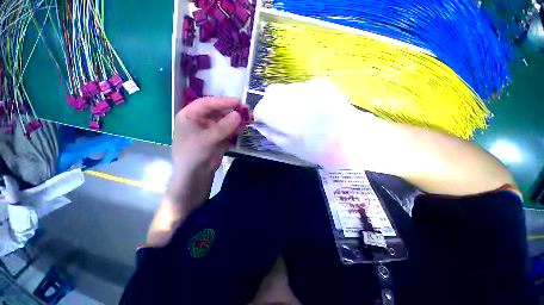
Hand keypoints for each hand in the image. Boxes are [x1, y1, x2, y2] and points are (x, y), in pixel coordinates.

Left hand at [168, 97, 244, 208]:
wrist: (195, 176)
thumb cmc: (195, 156)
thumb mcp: (209, 139)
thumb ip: (224, 126)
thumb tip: (239, 114)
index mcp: (190, 115)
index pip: (208, 103)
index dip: (224, 101)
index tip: (239, 102)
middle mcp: (200, 120)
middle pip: (218, 111)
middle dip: (233, 111)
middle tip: (247, 112)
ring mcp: (209, 129)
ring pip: (225, 120)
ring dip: (236, 119)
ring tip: (248, 119)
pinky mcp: (217, 137)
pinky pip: (228, 129)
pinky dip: (236, 127)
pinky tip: (243, 127)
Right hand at [253, 79, 379, 168]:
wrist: (348, 139)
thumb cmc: (314, 148)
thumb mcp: (287, 145)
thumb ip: (270, 133)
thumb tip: (261, 125)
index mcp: (277, 113)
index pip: (259, 109)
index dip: (262, 117)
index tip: (267, 124)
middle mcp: (288, 94)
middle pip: (270, 94)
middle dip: (271, 105)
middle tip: (282, 118)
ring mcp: (305, 86)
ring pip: (286, 89)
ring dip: (287, 100)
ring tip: (301, 114)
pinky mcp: (320, 83)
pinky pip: (303, 88)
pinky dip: (302, 97)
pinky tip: (314, 108)